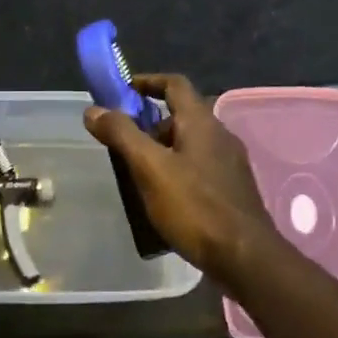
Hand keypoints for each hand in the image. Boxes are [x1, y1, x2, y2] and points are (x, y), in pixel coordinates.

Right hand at [84, 73, 279, 282]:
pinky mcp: (232, 190)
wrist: (243, 256)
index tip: (122, 91)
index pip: (175, 84)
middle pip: (182, 116)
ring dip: (162, 150)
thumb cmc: (194, 207)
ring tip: (136, 173)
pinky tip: (163, 197)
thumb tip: (94, 109)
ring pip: (190, 145)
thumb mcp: (150, 168)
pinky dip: (177, 171)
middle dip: (150, 123)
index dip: (147, 81)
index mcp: (202, 123)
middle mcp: (220, 136)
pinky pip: (199, 169)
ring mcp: (230, 164)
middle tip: (123, 142)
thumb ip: (122, 135)